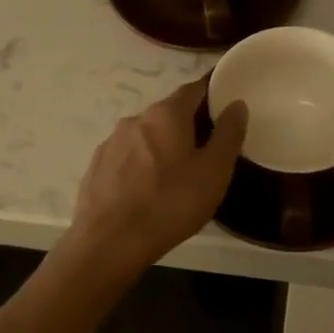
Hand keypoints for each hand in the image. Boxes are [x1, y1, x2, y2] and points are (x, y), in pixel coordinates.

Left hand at [68, 79, 246, 269]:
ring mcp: (111, 142)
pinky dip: (141, 164)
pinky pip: (127, 156)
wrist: (109, 242)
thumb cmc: (170, 204)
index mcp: (166, 114)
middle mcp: (136, 118)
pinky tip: (147, 189)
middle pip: (169, 113)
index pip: (194, 89)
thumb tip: (237, 104)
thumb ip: (228, 134)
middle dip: (188, 125)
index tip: (226, 108)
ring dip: (163, 146)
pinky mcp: (97, 166)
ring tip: (177, 175)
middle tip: (207, 149)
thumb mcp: (214, 172)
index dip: (212, 95)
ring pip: (146, 135)